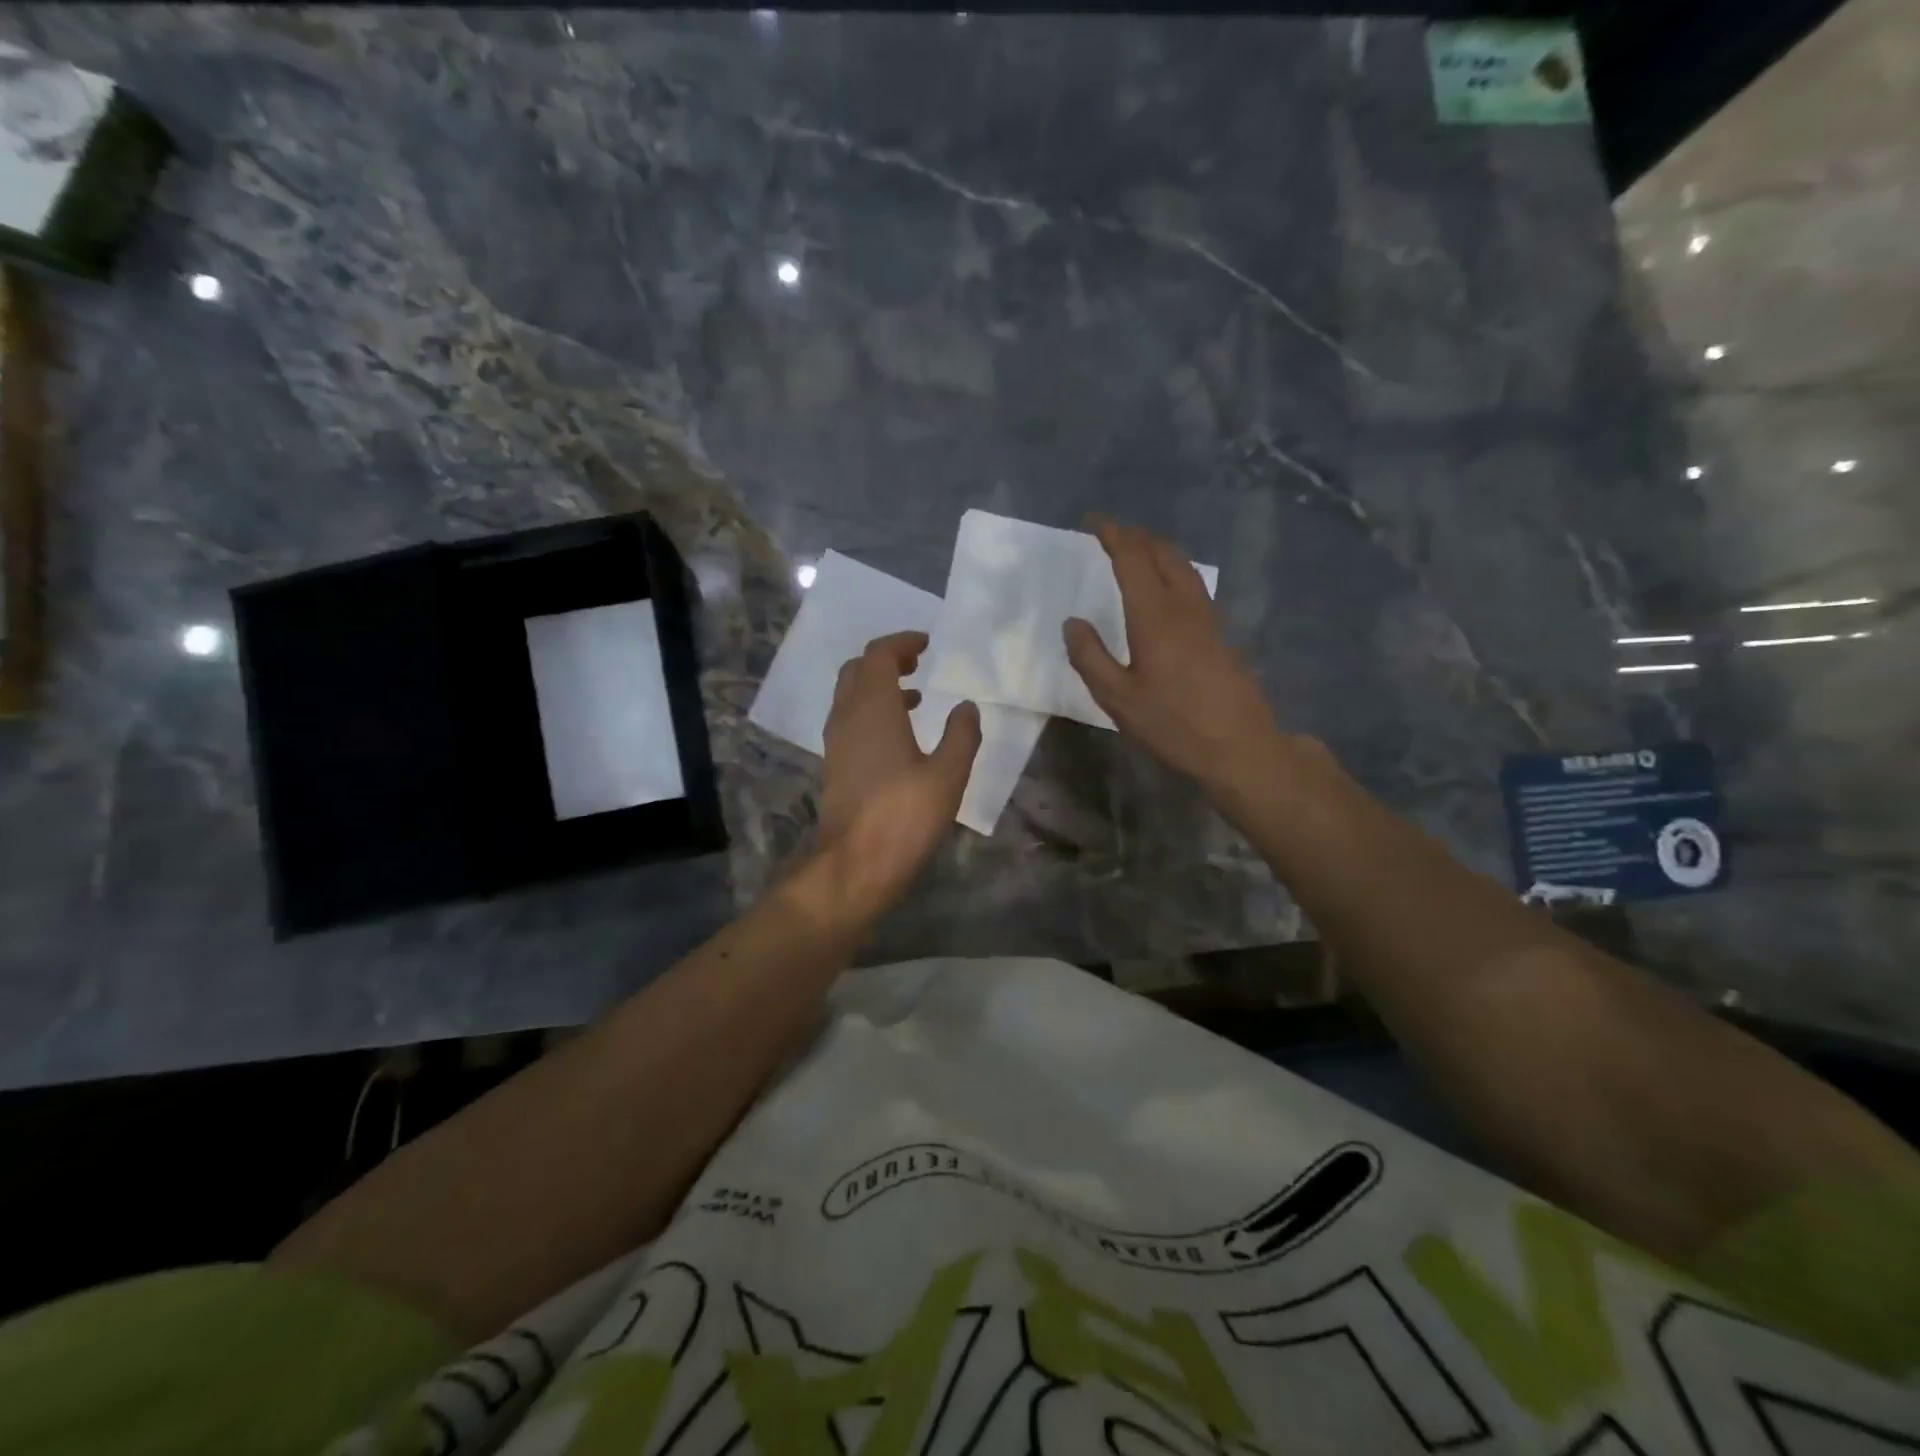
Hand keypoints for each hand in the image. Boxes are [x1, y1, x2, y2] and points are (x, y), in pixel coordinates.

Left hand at [815, 631, 980, 918]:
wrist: (854, 865)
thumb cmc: (904, 815)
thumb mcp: (948, 775)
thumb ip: (961, 735)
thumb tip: (966, 707)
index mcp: (873, 708)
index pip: (878, 654)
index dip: (902, 642)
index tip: (927, 644)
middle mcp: (847, 716)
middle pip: (857, 670)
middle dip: (886, 660)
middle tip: (918, 664)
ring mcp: (836, 742)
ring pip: (850, 696)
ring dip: (878, 687)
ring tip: (916, 698)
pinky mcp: (834, 766)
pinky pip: (849, 721)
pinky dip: (871, 712)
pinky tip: (899, 737)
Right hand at [1063, 516, 1283, 795]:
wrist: (1239, 746)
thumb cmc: (1173, 724)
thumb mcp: (1117, 698)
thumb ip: (1090, 657)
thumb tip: (1073, 622)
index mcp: (1154, 615)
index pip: (1132, 558)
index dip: (1112, 534)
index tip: (1093, 521)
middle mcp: (1184, 606)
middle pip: (1163, 553)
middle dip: (1136, 536)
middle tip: (1112, 534)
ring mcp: (1208, 618)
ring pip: (1183, 566)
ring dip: (1158, 550)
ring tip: (1137, 552)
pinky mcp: (1220, 634)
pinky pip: (1193, 585)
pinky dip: (1173, 571)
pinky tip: (1166, 589)